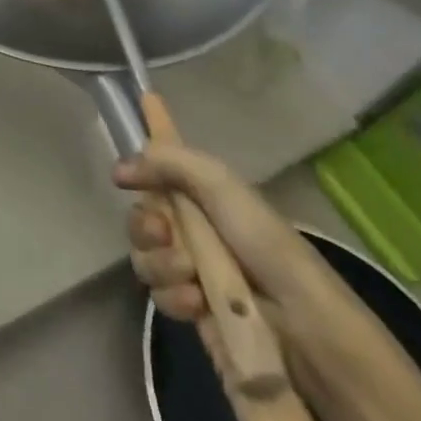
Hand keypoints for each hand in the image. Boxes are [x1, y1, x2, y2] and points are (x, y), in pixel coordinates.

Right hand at [112, 99, 348, 348]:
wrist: (302, 323)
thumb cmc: (266, 243)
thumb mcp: (220, 186)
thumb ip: (168, 163)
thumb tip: (118, 169)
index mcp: (201, 191)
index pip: (169, 154)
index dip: (155, 126)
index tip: (146, 97)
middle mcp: (191, 226)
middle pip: (140, 215)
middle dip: (144, 224)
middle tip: (163, 232)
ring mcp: (189, 269)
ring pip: (144, 256)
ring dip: (162, 263)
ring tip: (192, 274)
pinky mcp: (190, 308)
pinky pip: (157, 295)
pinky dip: (174, 297)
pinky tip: (197, 302)